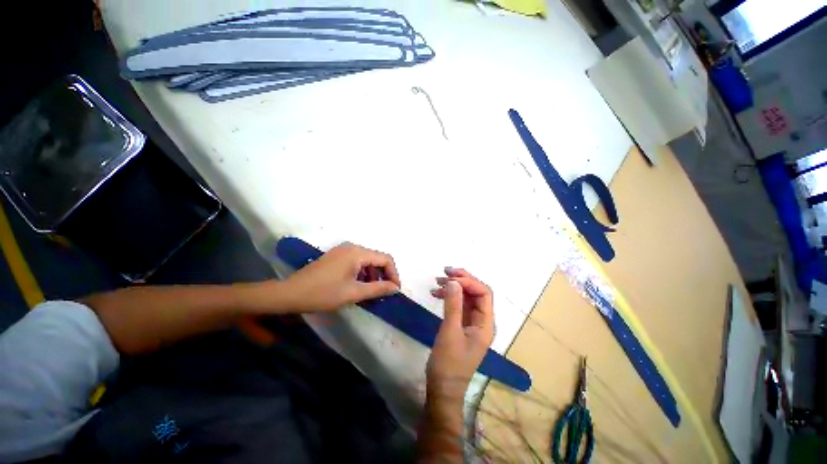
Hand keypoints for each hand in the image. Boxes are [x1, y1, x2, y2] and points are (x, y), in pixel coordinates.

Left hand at [282, 242, 400, 311]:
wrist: (290, 293)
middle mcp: (352, 247)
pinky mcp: (337, 256)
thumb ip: (378, 289)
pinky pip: (357, 262)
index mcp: (357, 252)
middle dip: (383, 275)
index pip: (385, 259)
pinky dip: (362, 273)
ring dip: (372, 275)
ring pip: (367, 261)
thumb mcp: (353, 293)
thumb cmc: (323, 293)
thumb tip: (395, 288)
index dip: (393, 274)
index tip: (394, 290)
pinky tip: (358, 286)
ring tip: (370, 292)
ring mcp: (343, 250)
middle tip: (383, 293)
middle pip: (376, 258)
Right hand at [426, 267, 494, 400]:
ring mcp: (472, 322)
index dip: (469, 281)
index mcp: (486, 323)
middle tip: (444, 272)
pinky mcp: (462, 325)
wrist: (442, 389)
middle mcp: (482, 320)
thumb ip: (453, 305)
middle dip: (462, 279)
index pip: (484, 293)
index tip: (450, 277)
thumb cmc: (448, 364)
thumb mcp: (450, 332)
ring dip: (454, 286)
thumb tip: (454, 281)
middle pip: (477, 292)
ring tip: (437, 281)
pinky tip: (436, 294)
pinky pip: (459, 304)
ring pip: (467, 297)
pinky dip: (449, 296)